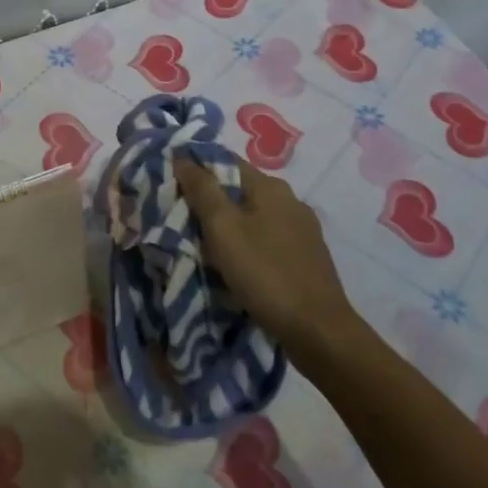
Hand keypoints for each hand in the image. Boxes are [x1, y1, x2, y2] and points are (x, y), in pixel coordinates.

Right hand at [173, 157, 358, 355]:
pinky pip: (266, 239)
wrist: (318, 331)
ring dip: (228, 225)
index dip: (195, 168)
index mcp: (270, 186)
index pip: (225, 161)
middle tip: (179, 218)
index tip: (169, 184)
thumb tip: (182, 155)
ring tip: (201, 243)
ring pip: (252, 216)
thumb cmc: (265, 273)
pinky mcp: (305, 257)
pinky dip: (246, 244)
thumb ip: (202, 189)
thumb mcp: (223, 228)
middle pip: (238, 189)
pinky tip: (234, 263)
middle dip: (209, 200)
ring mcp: (302, 230)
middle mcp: (290, 200)